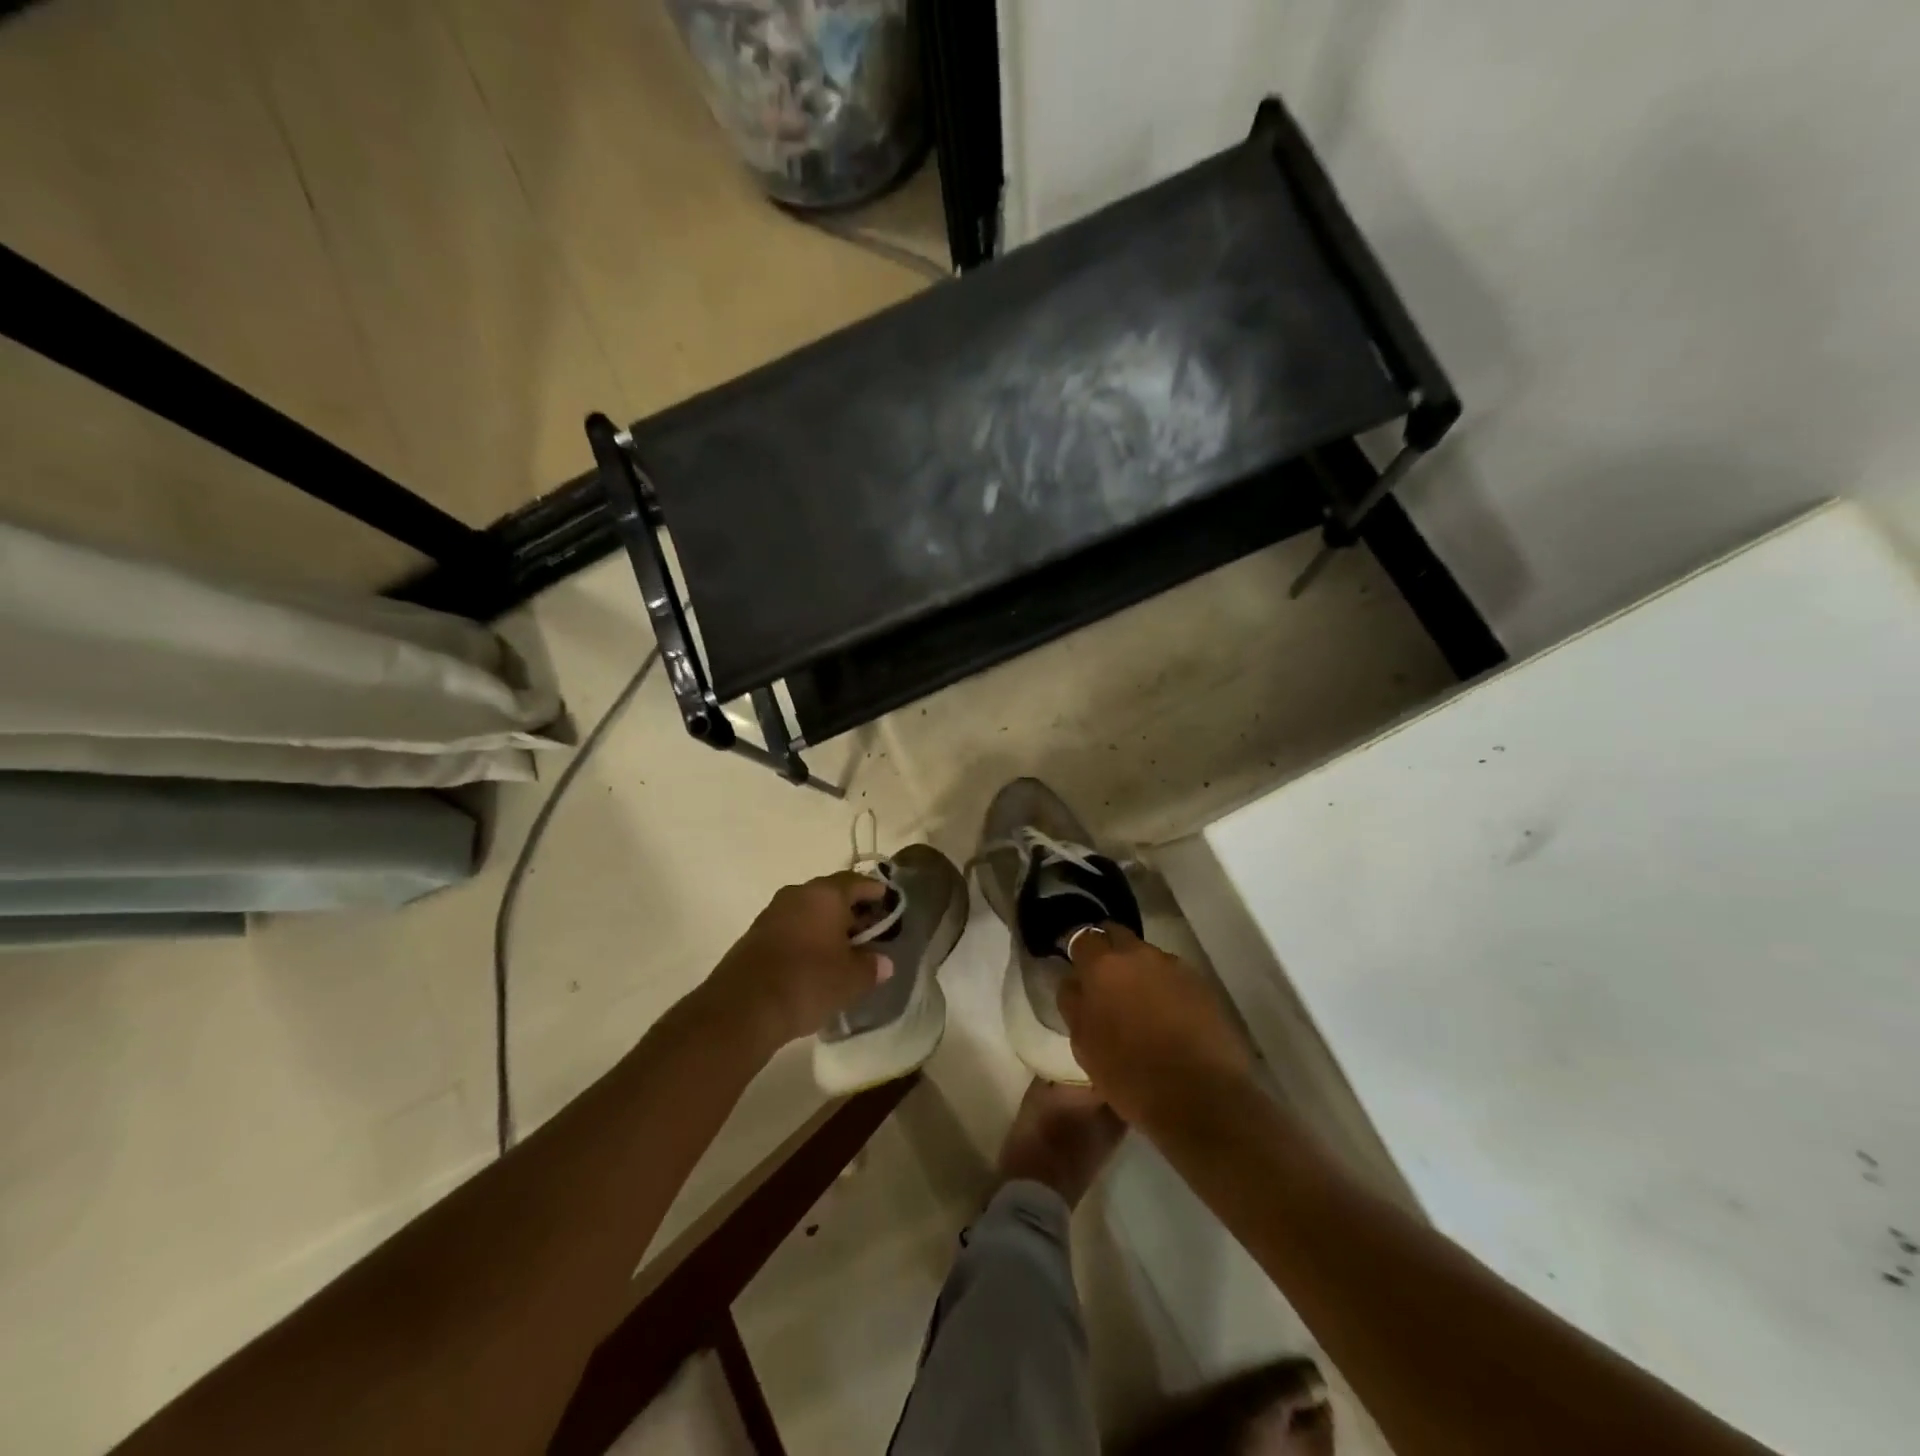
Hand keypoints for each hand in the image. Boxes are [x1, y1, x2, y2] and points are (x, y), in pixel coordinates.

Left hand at [708, 872, 892, 1055]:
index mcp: (825, 895)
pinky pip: (790, 929)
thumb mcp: (851, 979)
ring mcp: (772, 914)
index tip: (888, 904)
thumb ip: (872, 967)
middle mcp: (797, 895)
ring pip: (808, 912)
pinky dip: (806, 939)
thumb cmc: (807, 982)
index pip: (857, 882)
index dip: (875, 892)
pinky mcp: (754, 936)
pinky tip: (814, 963)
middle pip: (831, 895)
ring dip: (826, 926)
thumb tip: (883, 962)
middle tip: (869, 932)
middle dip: (851, 911)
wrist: (742, 1008)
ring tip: (843, 951)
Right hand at [1057, 923, 1253, 1126]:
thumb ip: (1074, 1004)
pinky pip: (1173, 976)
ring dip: (1139, 971)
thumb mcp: (1084, 1045)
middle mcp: (1139, 955)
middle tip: (1104, 980)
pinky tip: (1167, 1016)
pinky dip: (1165, 987)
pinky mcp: (1202, 985)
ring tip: (1139, 1003)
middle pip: (1117, 935)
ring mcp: (1174, 967)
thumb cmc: (1131, 1075)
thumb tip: (1074, 982)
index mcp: (1103, 966)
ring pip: (1147, 956)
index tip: (1076, 966)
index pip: (1083, 937)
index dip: (1077, 950)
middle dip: (1108, 950)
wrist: (1203, 1098)